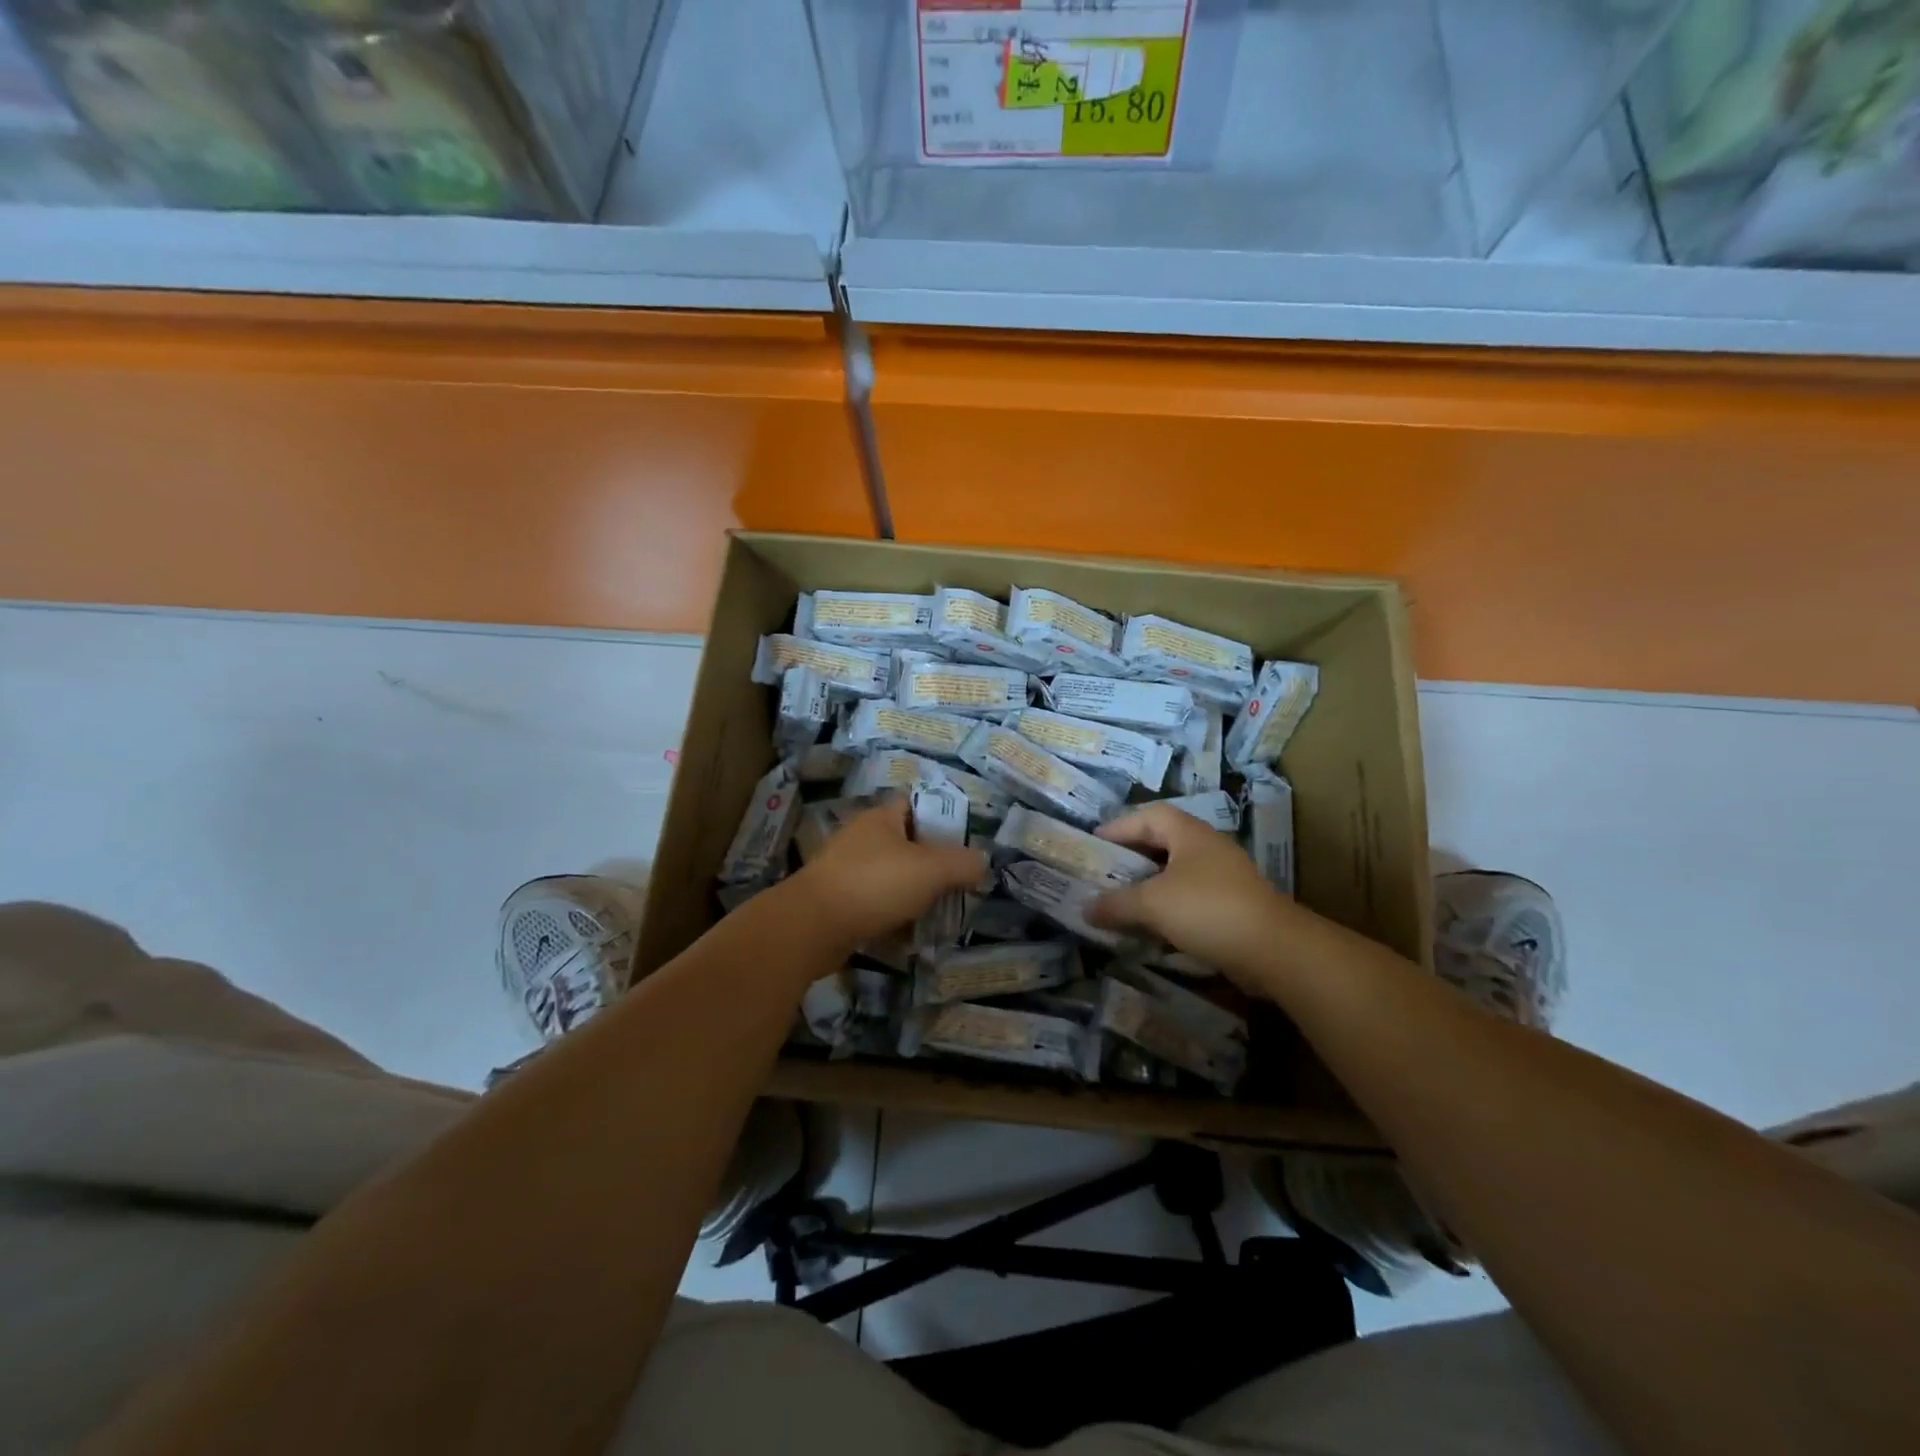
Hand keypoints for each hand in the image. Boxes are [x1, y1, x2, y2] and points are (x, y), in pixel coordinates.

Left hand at [782, 798, 986, 949]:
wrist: (812, 926)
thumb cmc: (875, 884)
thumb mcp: (931, 870)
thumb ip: (963, 863)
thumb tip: (982, 862)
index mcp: (880, 817)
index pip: (914, 803)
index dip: (940, 817)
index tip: (964, 841)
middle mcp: (861, 837)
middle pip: (905, 843)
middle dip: (931, 863)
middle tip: (957, 883)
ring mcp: (845, 869)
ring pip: (890, 876)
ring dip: (912, 893)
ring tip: (938, 911)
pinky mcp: (836, 901)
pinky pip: (874, 903)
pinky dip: (892, 916)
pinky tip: (908, 934)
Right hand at [1088, 802, 1299, 985]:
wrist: (1273, 949)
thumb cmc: (1207, 910)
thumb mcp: (1152, 904)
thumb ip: (1115, 904)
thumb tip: (1085, 908)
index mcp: (1188, 833)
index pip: (1147, 816)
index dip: (1118, 827)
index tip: (1093, 844)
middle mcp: (1207, 847)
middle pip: (1161, 843)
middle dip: (1131, 857)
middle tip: (1103, 872)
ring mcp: (1223, 876)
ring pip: (1175, 872)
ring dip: (1148, 885)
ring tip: (1121, 900)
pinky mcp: (1232, 905)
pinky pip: (1190, 897)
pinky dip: (1167, 906)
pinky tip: (1151, 926)